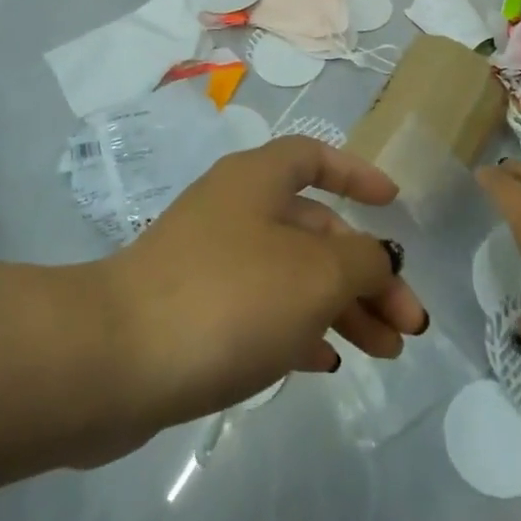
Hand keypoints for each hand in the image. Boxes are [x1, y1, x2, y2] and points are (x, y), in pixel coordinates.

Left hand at [104, 137, 430, 433]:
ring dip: (342, 308)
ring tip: (385, 353)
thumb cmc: (228, 297)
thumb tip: (378, 259)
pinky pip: (261, 311)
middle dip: (366, 272)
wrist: (112, 361)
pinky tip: (326, 363)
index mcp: (257, 180)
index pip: (314, 157)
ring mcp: (210, 262)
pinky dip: (299, 330)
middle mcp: (234, 211)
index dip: (356, 174)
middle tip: (408, 324)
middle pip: (313, 230)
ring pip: (292, 275)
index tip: (393, 204)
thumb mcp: (315, 274)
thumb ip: (362, 261)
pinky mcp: (194, 312)